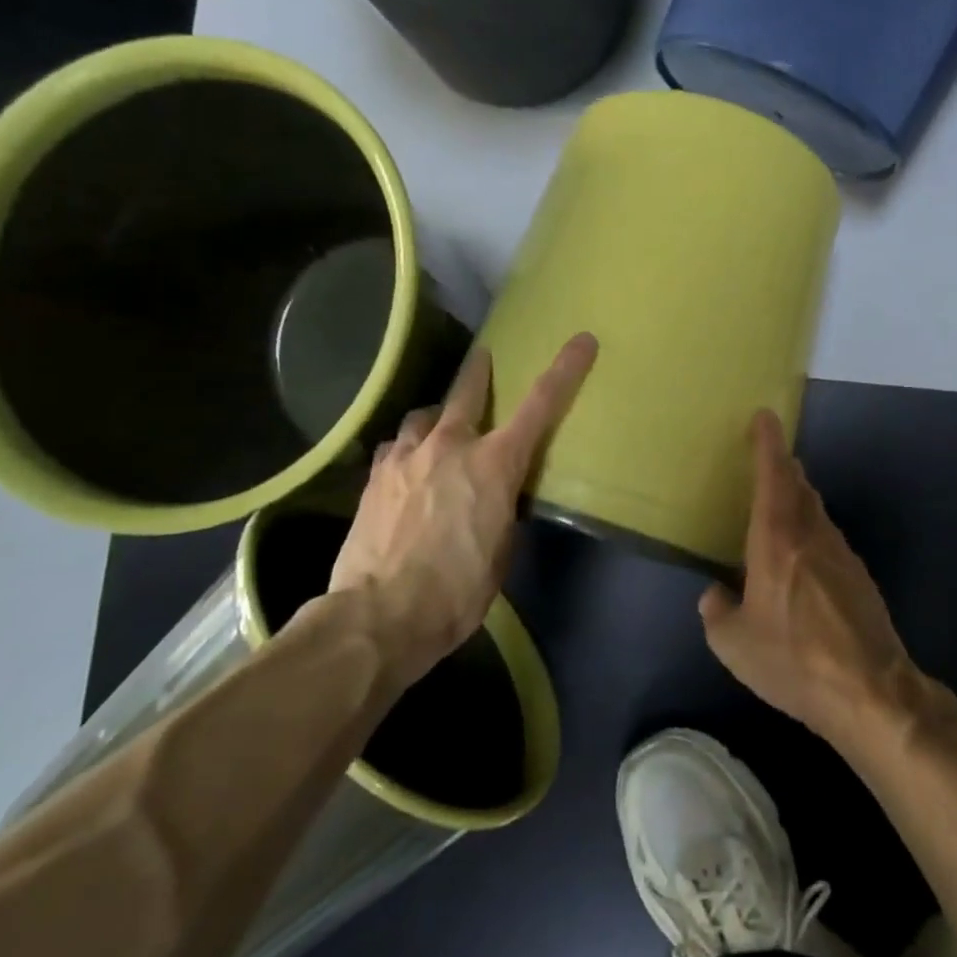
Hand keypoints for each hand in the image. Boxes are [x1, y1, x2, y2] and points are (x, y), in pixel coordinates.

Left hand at [327, 333, 596, 688]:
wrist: (379, 615)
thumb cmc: (457, 591)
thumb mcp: (501, 553)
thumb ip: (503, 511)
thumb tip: (496, 499)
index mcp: (494, 464)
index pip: (540, 405)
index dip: (565, 370)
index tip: (582, 341)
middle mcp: (450, 446)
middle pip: (468, 390)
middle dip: (480, 370)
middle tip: (483, 356)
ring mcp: (406, 456)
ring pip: (424, 416)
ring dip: (436, 417)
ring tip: (437, 429)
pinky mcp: (374, 476)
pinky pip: (396, 446)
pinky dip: (407, 448)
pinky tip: (405, 464)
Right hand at [699, 410, 921, 747]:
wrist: (869, 691)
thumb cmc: (793, 660)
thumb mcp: (734, 645)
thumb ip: (716, 613)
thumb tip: (715, 595)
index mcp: (777, 540)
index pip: (773, 475)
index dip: (768, 443)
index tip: (765, 416)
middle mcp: (812, 535)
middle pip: (799, 486)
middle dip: (783, 468)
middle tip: (767, 461)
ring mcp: (842, 555)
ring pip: (816, 512)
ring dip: (798, 501)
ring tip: (778, 511)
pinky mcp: (860, 578)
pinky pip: (828, 541)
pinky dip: (811, 535)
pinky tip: (801, 565)